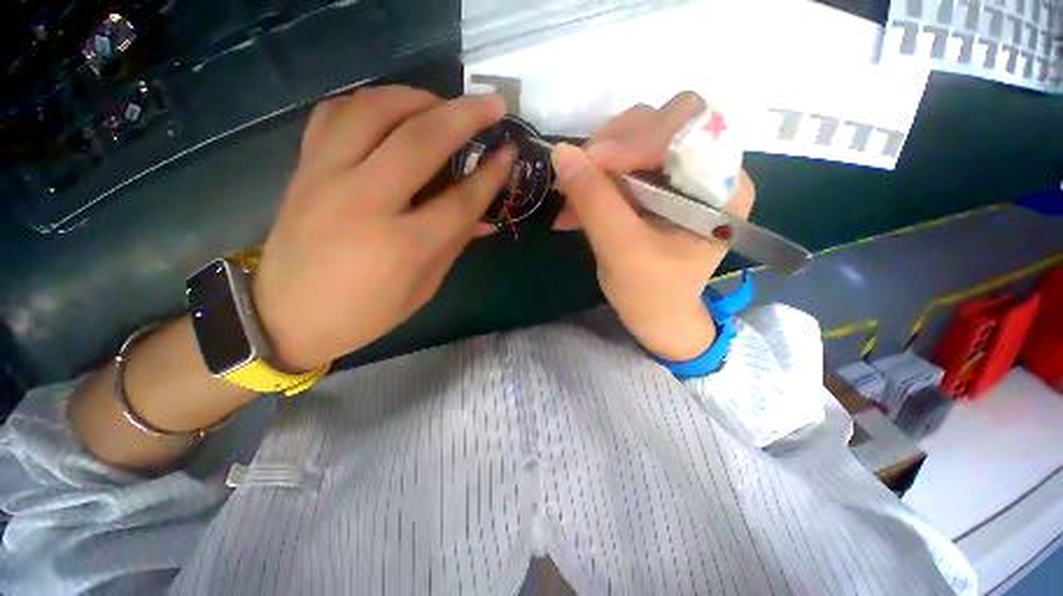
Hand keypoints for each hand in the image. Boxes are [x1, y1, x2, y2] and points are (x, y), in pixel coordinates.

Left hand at [252, 87, 513, 370]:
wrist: (286, 316)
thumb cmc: (366, 313)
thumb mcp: (423, 288)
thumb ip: (454, 245)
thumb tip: (486, 218)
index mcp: (403, 245)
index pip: (460, 199)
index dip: (491, 175)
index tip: (510, 153)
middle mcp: (365, 202)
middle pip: (420, 140)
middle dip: (464, 115)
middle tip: (492, 104)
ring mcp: (326, 178)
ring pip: (373, 110)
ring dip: (417, 97)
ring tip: (442, 105)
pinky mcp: (304, 169)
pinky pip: (334, 114)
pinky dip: (369, 103)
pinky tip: (390, 113)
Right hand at [551, 92, 755, 360]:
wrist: (658, 316)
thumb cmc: (651, 294)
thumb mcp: (622, 252)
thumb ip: (595, 202)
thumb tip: (561, 153)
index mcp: (722, 187)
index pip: (688, 124)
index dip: (637, 136)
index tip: (592, 164)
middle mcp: (709, 170)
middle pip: (660, 122)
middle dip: (612, 146)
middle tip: (577, 177)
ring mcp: (681, 175)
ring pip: (636, 139)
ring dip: (596, 164)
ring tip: (570, 195)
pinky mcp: (657, 186)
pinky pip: (623, 163)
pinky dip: (594, 179)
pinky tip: (573, 205)